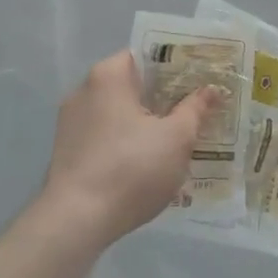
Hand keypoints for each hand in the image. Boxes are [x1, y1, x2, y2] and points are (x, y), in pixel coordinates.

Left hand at [40, 51, 216, 246]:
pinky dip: (125, 142)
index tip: (199, 80)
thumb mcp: (176, 138)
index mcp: (109, 75)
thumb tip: (211, 89)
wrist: (75, 222)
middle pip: (132, 85)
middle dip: (163, 98)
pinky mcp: (66, 151)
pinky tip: (146, 164)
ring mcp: (71, 122)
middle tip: (195, 110)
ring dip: (144, 122)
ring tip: (175, 139)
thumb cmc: (130, 169)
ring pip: (118, 113)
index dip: (176, 66)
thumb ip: (195, 109)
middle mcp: (84, 90)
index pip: (146, 55)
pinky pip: (104, 135)